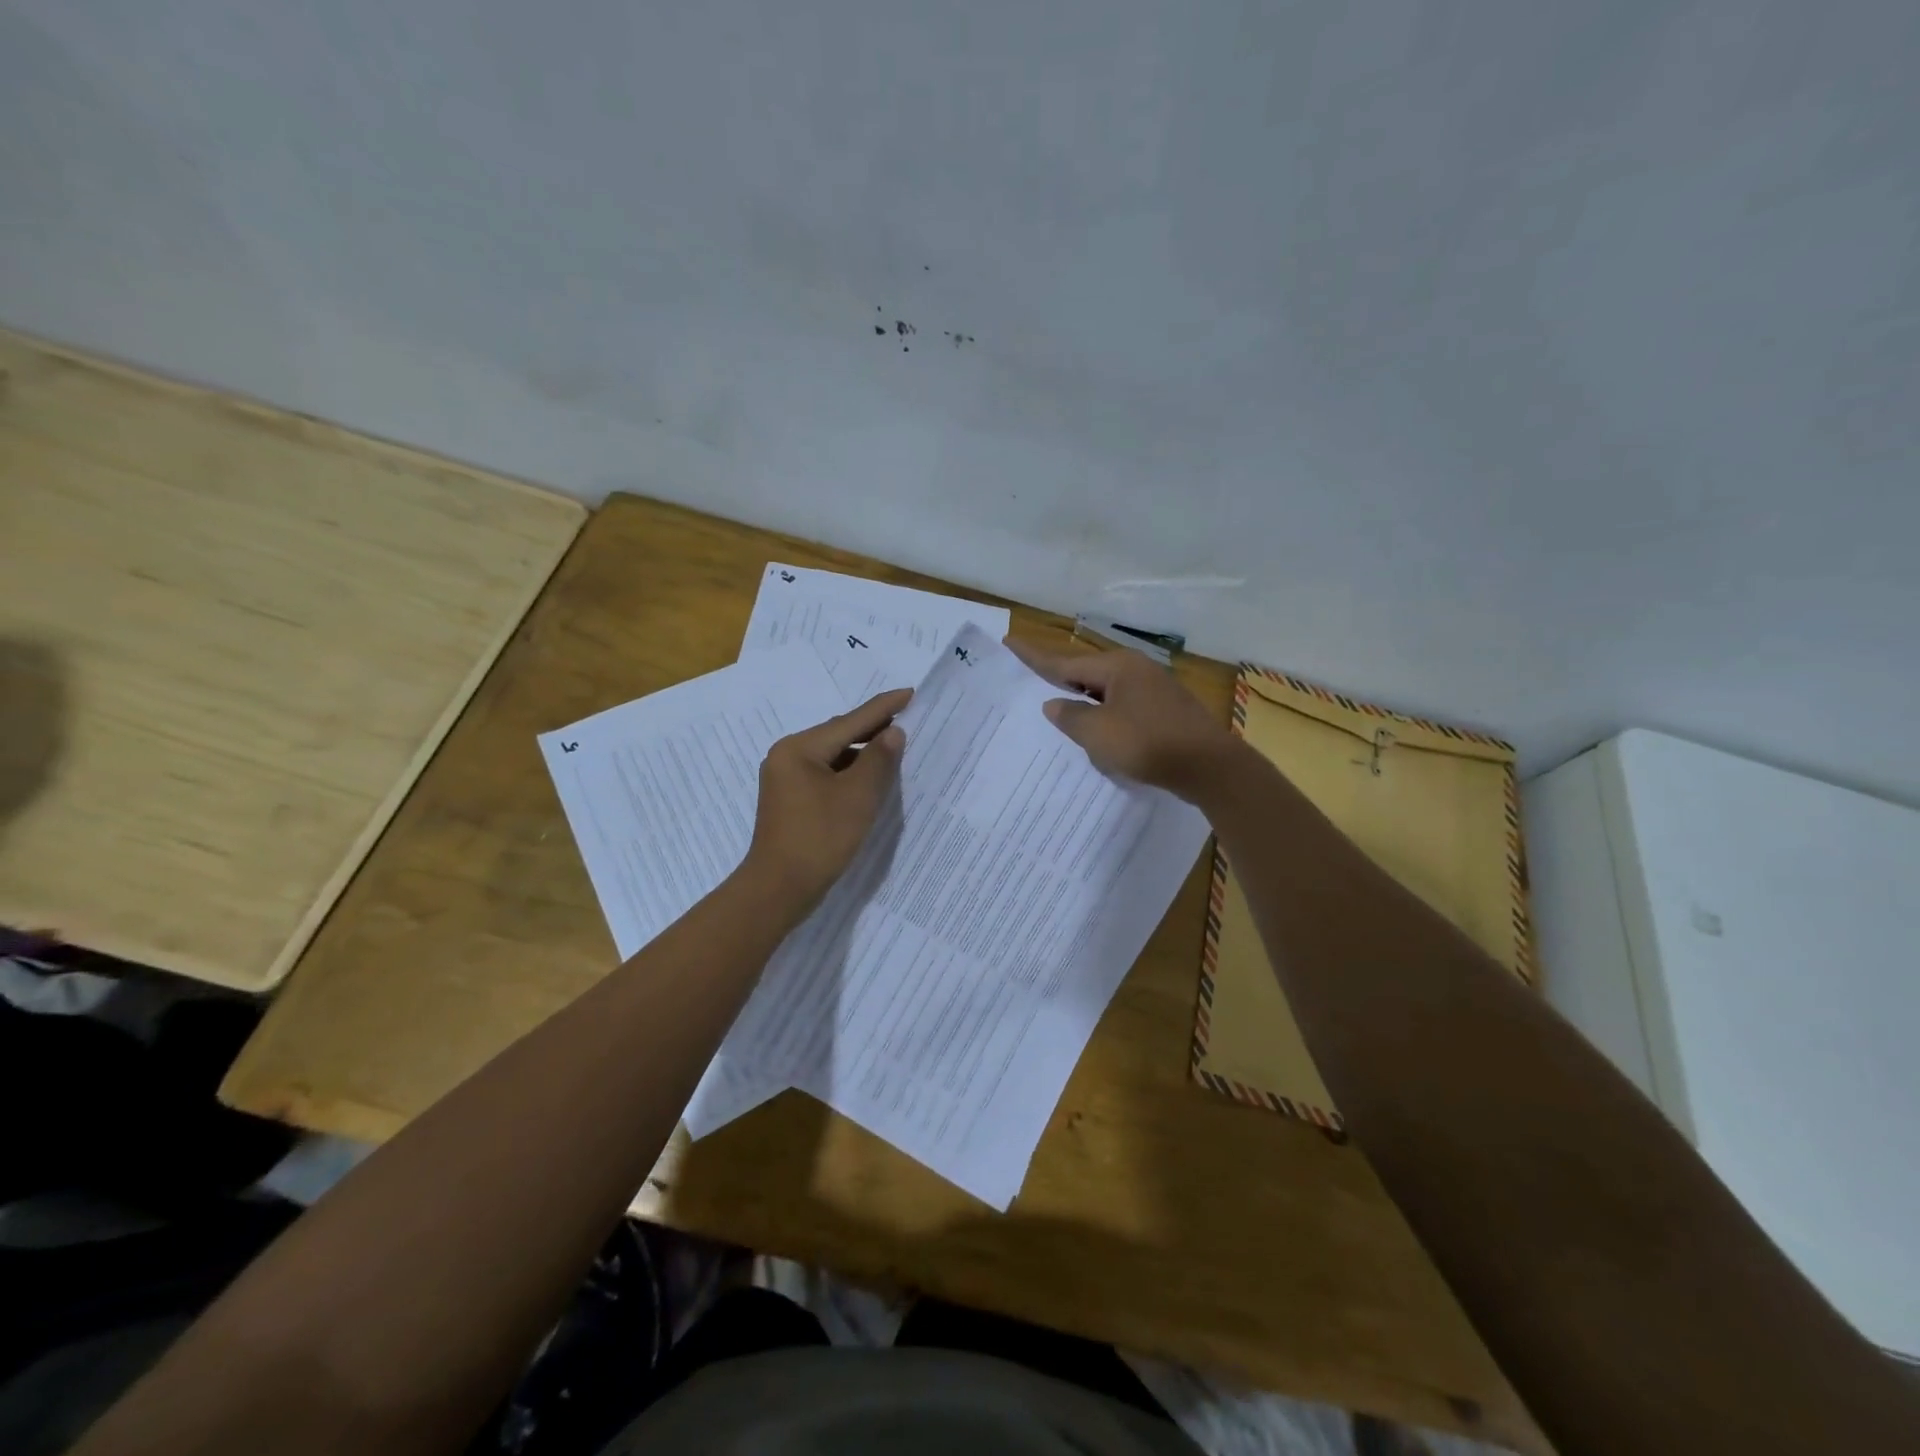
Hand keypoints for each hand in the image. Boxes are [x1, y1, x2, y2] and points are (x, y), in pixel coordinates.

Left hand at [741, 688, 910, 913]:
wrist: (779, 889)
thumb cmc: (820, 838)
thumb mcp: (858, 796)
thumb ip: (879, 760)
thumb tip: (893, 732)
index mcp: (799, 748)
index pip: (850, 720)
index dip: (884, 708)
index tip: (910, 693)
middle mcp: (787, 756)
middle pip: (838, 735)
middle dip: (873, 730)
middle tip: (908, 722)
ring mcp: (785, 780)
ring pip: (832, 757)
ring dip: (862, 755)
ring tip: (895, 753)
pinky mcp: (790, 801)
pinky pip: (825, 776)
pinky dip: (849, 775)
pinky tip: (869, 782)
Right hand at [1008, 639, 1237, 800]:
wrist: (1209, 767)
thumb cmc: (1148, 744)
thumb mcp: (1098, 733)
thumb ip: (1070, 717)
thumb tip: (1054, 704)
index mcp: (1117, 667)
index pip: (1065, 661)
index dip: (1034, 657)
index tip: (1009, 642)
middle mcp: (1135, 670)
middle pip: (1086, 672)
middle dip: (1060, 679)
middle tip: (1032, 679)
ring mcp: (1154, 689)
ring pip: (1106, 691)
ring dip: (1083, 700)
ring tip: (1060, 708)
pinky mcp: (1165, 711)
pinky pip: (1123, 706)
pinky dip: (1104, 714)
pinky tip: (1098, 730)